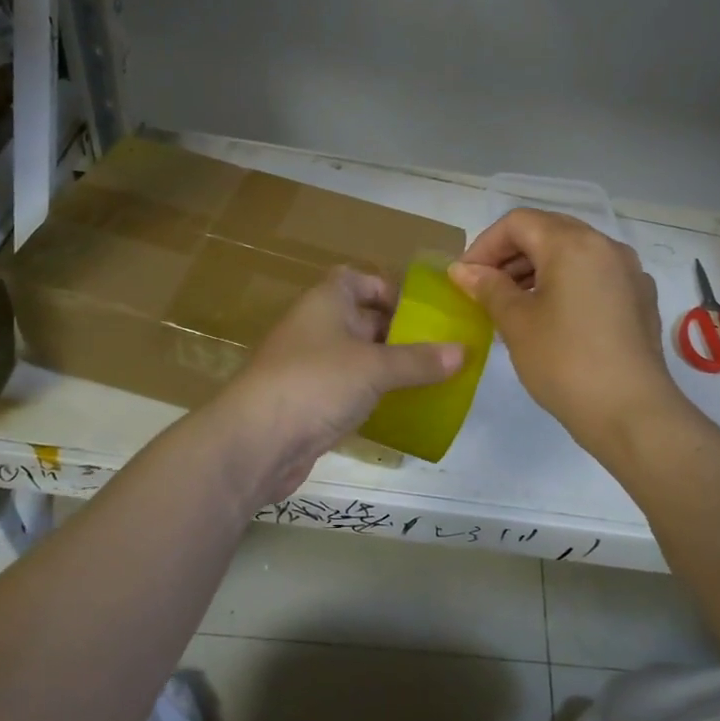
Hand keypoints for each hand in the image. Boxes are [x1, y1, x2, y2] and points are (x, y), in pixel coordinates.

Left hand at [215, 267, 463, 501]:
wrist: (256, 441)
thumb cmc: (317, 383)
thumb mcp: (376, 367)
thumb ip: (419, 361)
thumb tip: (463, 352)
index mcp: (325, 302)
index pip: (356, 279)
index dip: (386, 289)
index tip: (419, 311)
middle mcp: (315, 328)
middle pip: (360, 319)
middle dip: (397, 332)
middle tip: (438, 348)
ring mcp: (308, 367)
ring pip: (355, 358)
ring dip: (386, 367)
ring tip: (429, 378)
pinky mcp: (307, 403)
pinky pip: (346, 390)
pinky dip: (370, 395)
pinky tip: (398, 408)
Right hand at [450, 209, 688, 458]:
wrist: (631, 412)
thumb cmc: (565, 362)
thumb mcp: (517, 323)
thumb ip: (488, 288)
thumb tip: (462, 270)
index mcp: (573, 244)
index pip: (518, 223)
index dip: (484, 245)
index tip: (464, 278)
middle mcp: (606, 246)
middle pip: (548, 232)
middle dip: (510, 255)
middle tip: (484, 288)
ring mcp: (629, 272)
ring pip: (573, 254)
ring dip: (537, 270)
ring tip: (511, 305)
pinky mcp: (640, 299)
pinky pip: (594, 276)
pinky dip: (566, 284)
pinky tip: (551, 318)